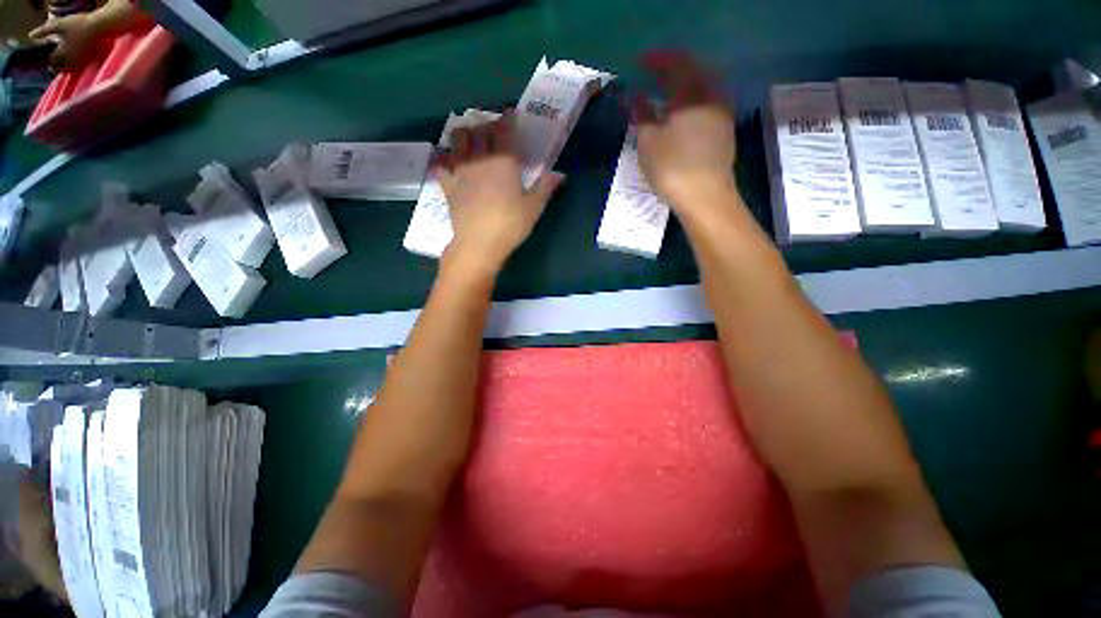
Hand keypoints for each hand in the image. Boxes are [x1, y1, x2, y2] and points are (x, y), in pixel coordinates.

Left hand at [29, 13, 102, 70]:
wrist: (98, 26)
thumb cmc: (77, 24)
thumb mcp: (58, 24)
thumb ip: (43, 30)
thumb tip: (30, 36)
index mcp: (62, 53)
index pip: (52, 61)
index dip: (48, 61)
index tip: (46, 62)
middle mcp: (70, 60)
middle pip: (61, 68)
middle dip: (56, 67)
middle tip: (52, 67)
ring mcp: (81, 60)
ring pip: (70, 69)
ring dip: (65, 69)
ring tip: (62, 67)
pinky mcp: (89, 59)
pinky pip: (79, 66)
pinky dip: (75, 66)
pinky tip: (74, 63)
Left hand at [436, 113, 564, 274]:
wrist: (479, 244)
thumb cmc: (510, 225)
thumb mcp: (533, 208)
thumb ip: (545, 187)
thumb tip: (560, 174)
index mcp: (504, 162)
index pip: (505, 130)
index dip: (508, 119)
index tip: (511, 114)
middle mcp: (480, 159)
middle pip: (480, 130)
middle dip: (487, 124)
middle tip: (494, 129)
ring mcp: (461, 170)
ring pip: (458, 139)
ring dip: (466, 134)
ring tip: (472, 139)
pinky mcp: (448, 184)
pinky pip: (441, 165)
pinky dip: (444, 159)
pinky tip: (448, 162)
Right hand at [632, 51, 737, 215]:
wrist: (705, 197)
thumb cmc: (672, 168)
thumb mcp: (648, 142)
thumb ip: (642, 115)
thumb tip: (636, 97)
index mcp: (691, 95)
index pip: (675, 64)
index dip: (656, 60)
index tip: (639, 63)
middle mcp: (711, 97)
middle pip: (694, 70)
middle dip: (672, 68)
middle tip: (654, 73)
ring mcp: (722, 114)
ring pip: (704, 87)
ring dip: (685, 84)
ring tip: (668, 92)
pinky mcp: (725, 131)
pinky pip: (709, 103)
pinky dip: (694, 99)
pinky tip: (684, 111)